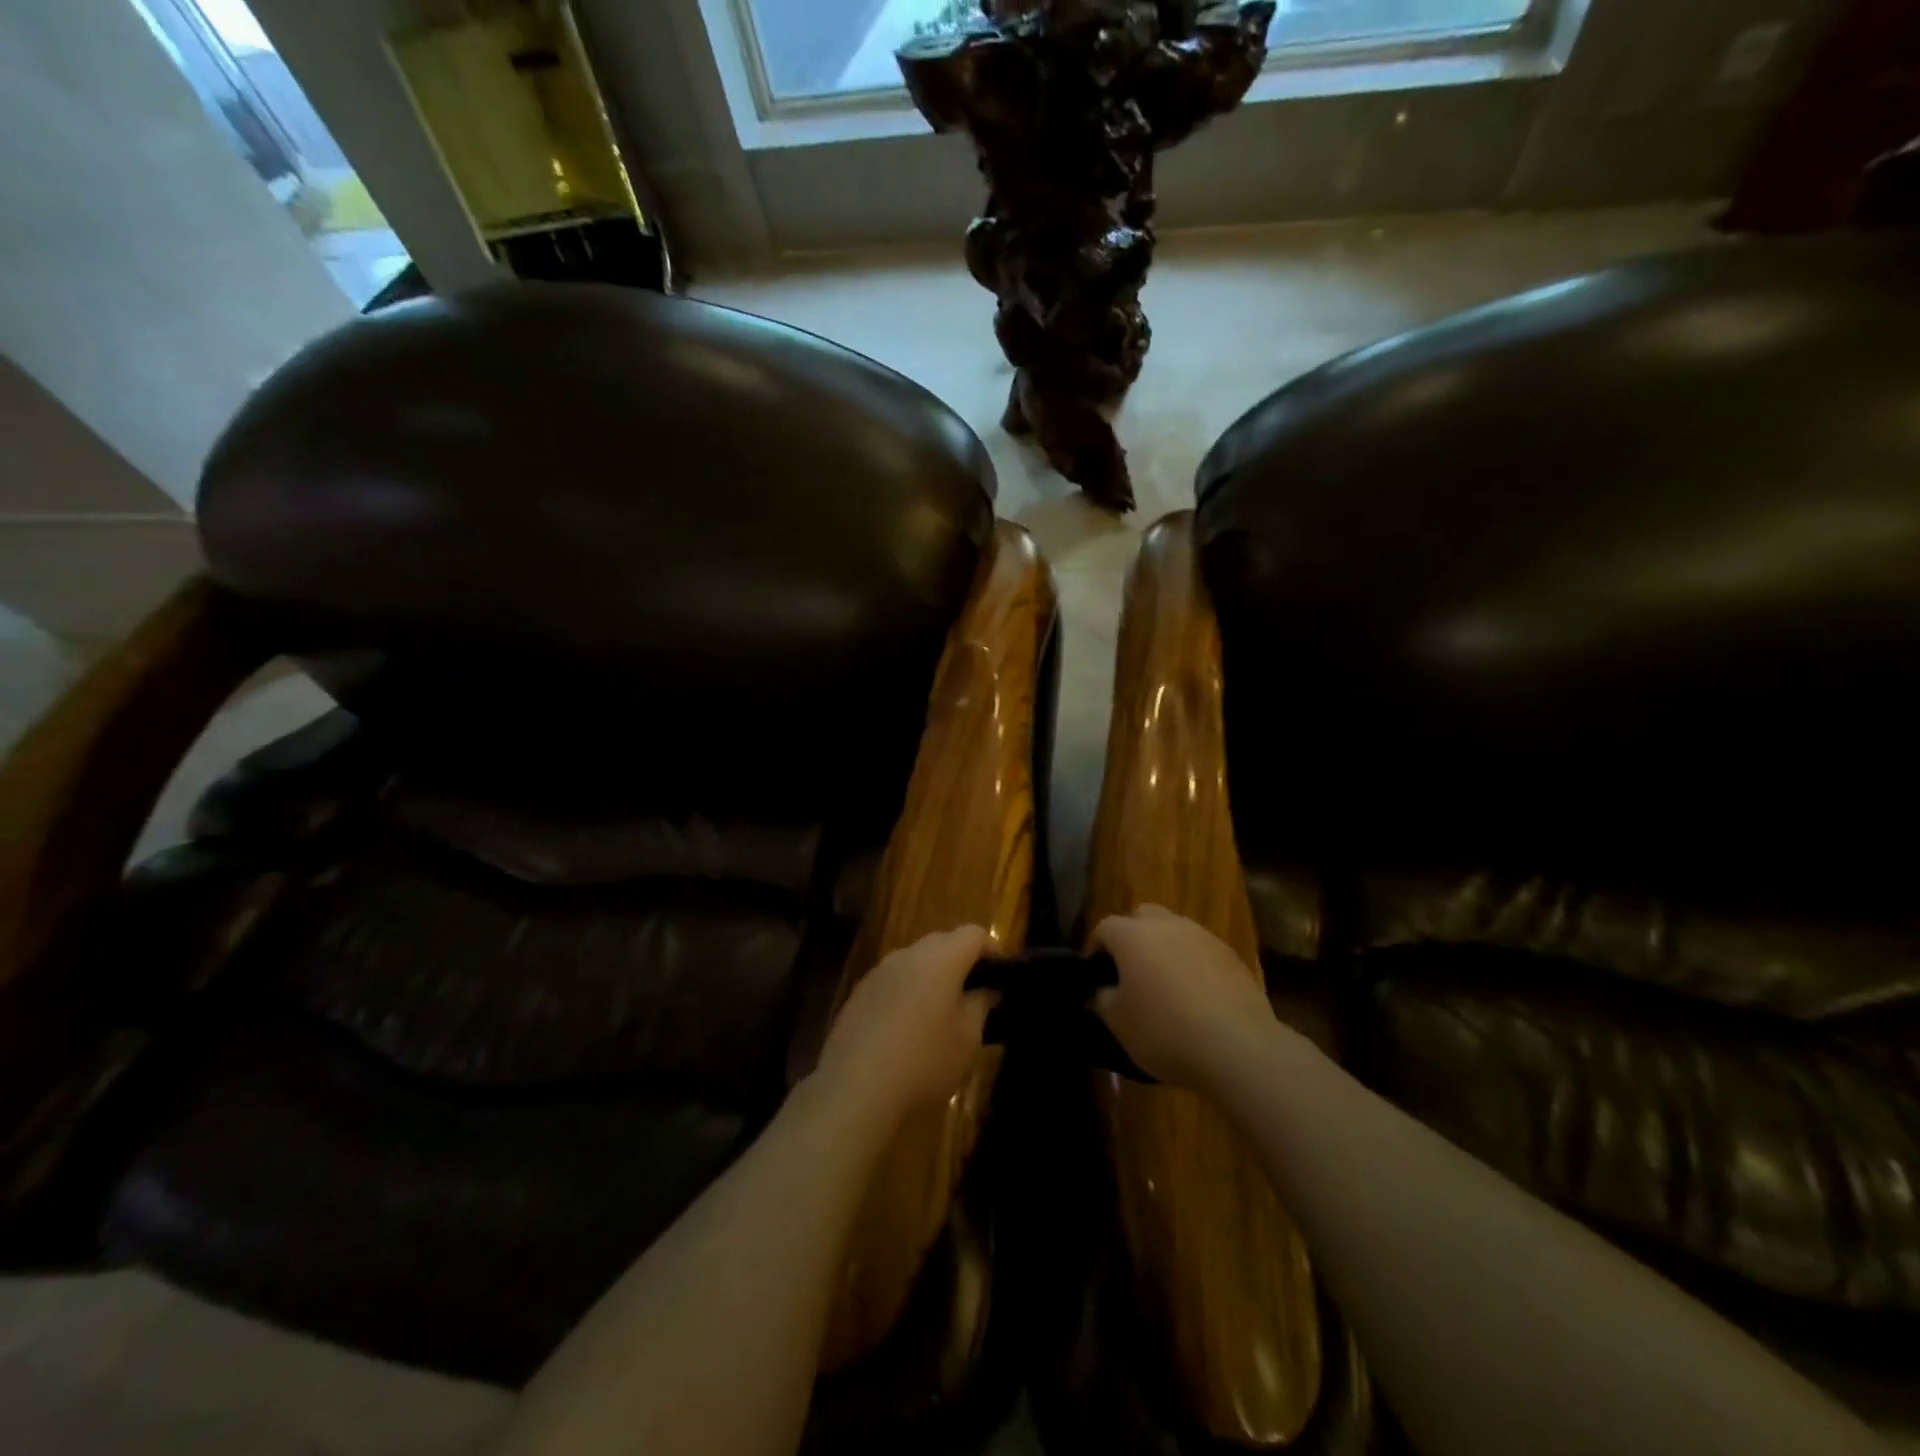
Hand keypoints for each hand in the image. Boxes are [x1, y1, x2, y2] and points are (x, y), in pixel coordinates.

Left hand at [815, 925, 995, 1120]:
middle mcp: (908, 954)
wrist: (855, 1086)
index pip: (974, 934)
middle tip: (975, 994)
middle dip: (962, 962)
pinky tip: (908, 1028)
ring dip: (932, 977)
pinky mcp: (859, 993)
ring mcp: (879, 971)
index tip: (1002, 975)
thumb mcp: (967, 1039)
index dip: (993, 949)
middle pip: (943, 942)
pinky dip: (907, 993)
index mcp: (941, 958)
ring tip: (942, 1012)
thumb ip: (980, 1006)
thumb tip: (986, 990)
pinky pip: (893, 982)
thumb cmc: (924, 1059)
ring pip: (915, 961)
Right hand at [1092, 905, 1275, 1091]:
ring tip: (1165, 985)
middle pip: (1142, 917)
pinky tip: (1197, 997)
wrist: (1238, 1048)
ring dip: (1165, 949)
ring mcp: (1203, 937)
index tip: (1097, 976)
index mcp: (1133, 936)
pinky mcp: (1232, 956)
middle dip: (1132, 936)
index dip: (1096, 949)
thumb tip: (1101, 991)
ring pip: (1175, 931)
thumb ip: (1103, 999)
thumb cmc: (1165, 1031)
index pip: (1105, 928)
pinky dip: (1193, 965)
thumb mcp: (1119, 1024)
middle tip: (1130, 971)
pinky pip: (1202, 951)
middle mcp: (1167, 925)